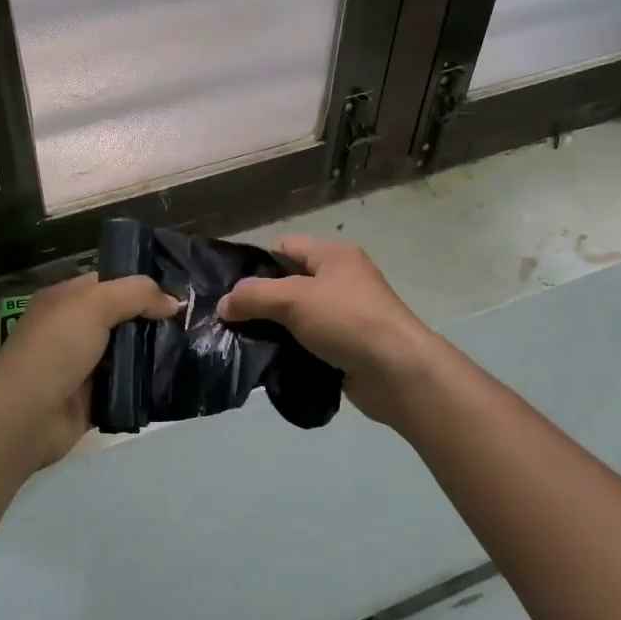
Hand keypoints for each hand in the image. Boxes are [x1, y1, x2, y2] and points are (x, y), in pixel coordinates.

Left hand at [0, 273, 178, 471]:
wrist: (27, 415)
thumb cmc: (56, 348)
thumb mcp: (95, 305)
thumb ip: (136, 294)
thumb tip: (173, 302)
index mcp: (64, 300)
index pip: (107, 282)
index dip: (139, 284)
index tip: (176, 290)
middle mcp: (71, 329)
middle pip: (120, 318)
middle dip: (152, 320)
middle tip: (190, 321)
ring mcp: (81, 366)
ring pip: (126, 353)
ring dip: (152, 353)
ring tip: (190, 349)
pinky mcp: (92, 399)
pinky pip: (126, 385)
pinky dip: (145, 384)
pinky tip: (173, 379)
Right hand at [216, 236, 435, 427]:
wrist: (397, 372)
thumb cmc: (347, 320)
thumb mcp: (293, 299)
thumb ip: (253, 296)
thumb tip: (223, 305)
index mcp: (333, 255)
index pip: (284, 247)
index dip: (256, 264)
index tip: (229, 289)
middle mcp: (341, 279)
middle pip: (288, 283)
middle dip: (260, 300)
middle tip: (229, 319)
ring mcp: (345, 315)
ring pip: (297, 316)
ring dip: (273, 329)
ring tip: (242, 343)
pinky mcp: (346, 347)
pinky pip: (308, 343)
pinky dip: (290, 350)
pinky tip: (268, 362)